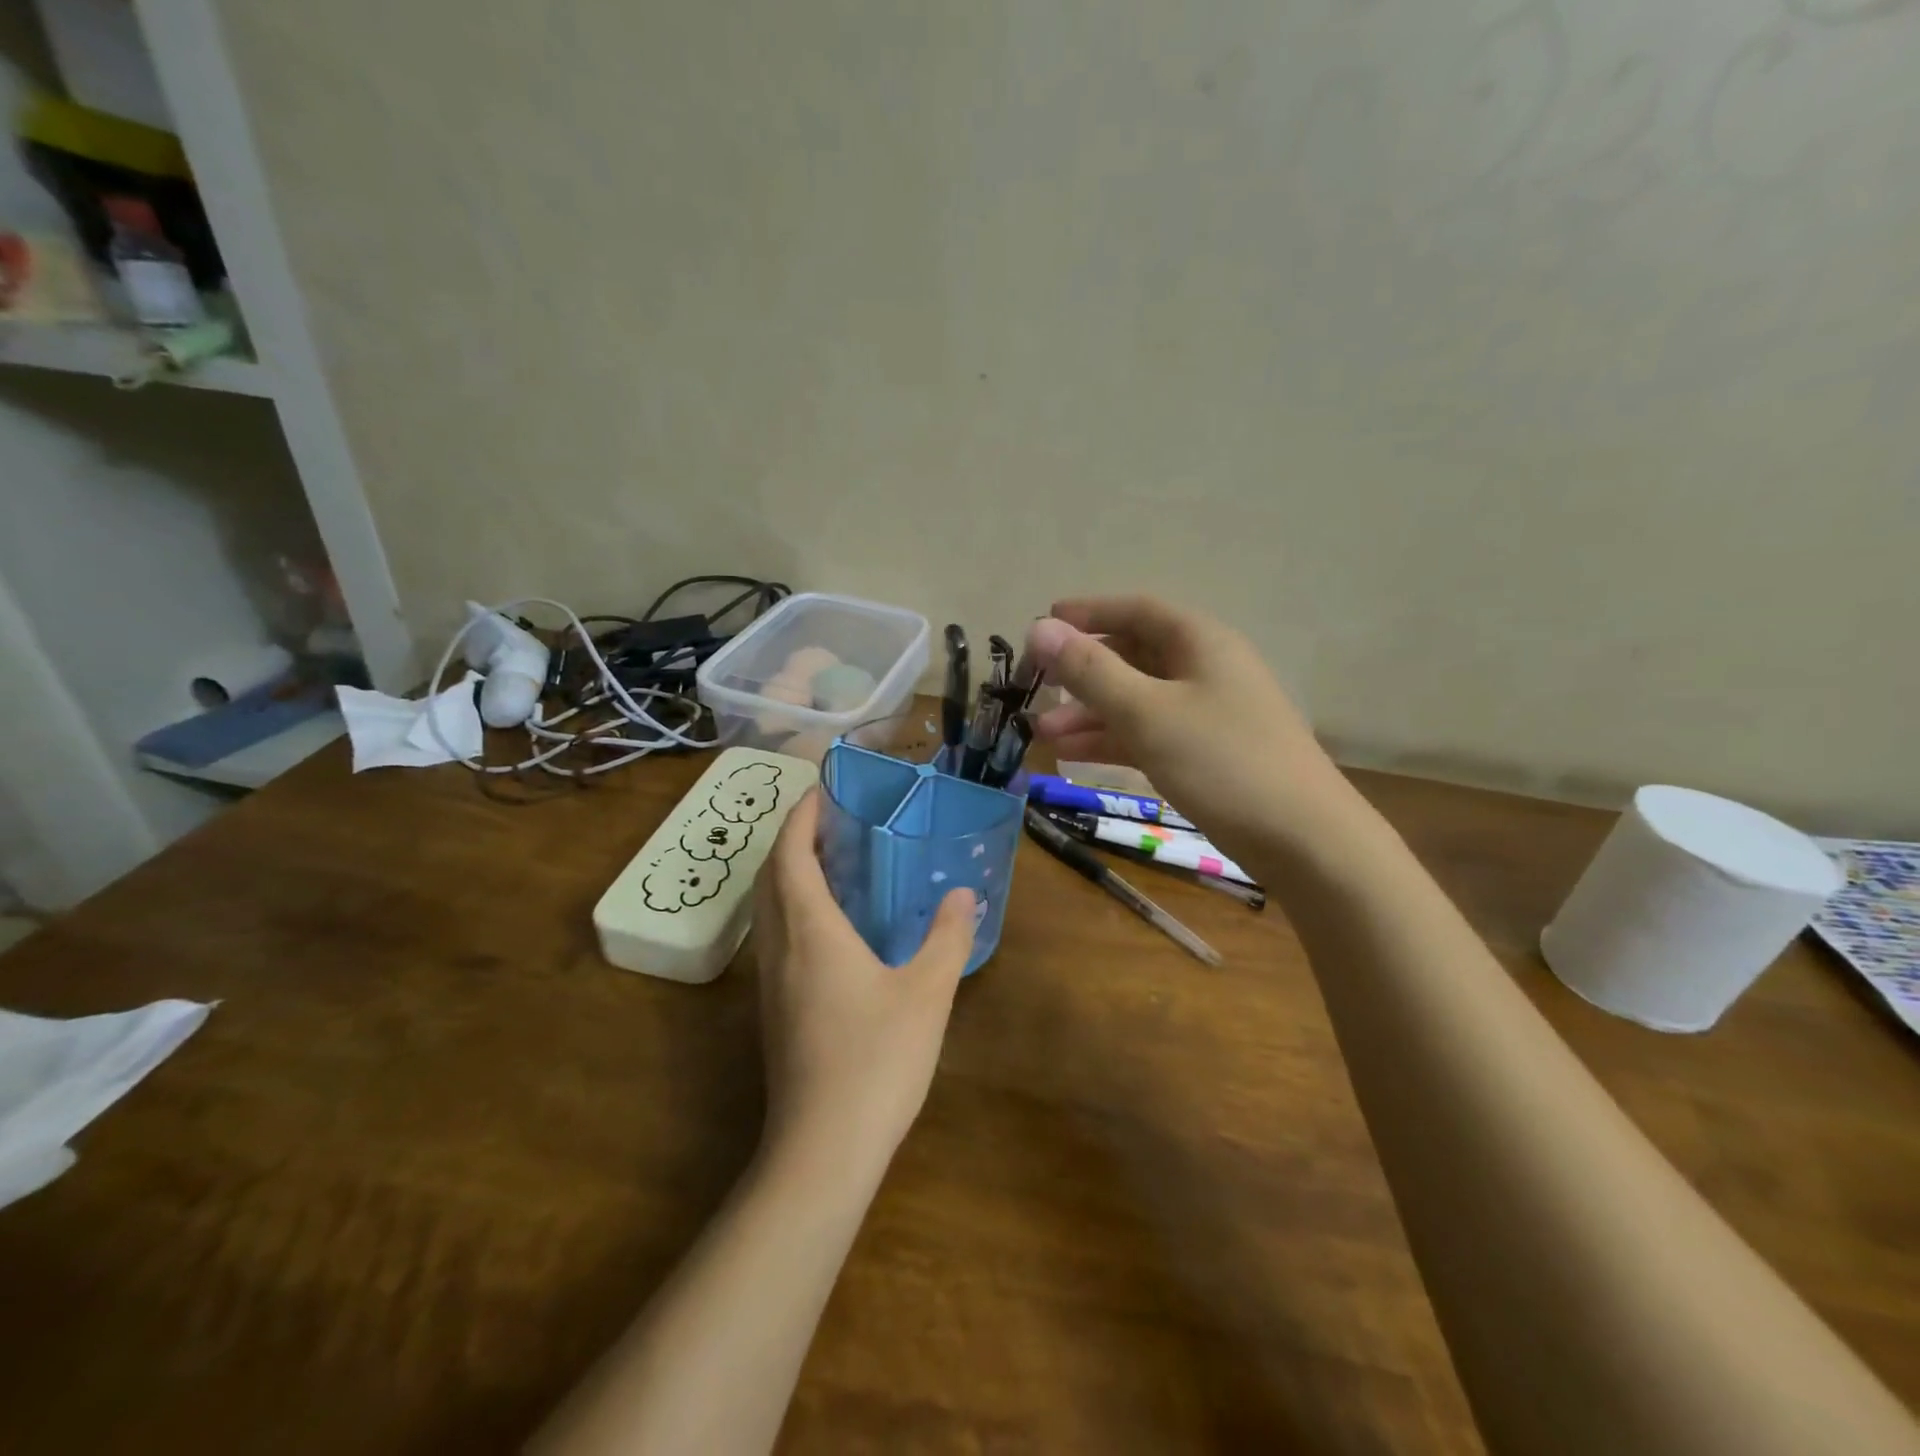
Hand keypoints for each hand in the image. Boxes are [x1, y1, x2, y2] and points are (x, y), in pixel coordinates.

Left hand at [752, 790, 976, 1167]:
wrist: (822, 1149)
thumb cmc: (876, 1060)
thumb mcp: (927, 993)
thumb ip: (947, 937)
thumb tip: (963, 894)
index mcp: (810, 931)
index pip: (790, 855)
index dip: (800, 818)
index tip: (819, 792)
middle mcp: (780, 948)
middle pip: (770, 877)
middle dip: (792, 840)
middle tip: (830, 821)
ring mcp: (770, 983)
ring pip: (767, 910)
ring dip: (789, 875)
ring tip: (831, 862)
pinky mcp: (774, 1011)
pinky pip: (775, 937)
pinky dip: (792, 908)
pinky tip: (829, 925)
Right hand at [1026, 596, 1357, 862]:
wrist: (1304, 840)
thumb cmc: (1223, 762)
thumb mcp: (1148, 713)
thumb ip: (1091, 671)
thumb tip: (1038, 628)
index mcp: (1199, 642)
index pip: (1136, 610)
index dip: (1087, 613)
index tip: (1042, 626)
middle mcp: (1204, 668)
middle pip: (1133, 655)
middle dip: (1081, 671)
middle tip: (1035, 687)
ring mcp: (1207, 713)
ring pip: (1137, 699)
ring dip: (1090, 712)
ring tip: (1042, 733)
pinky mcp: (1206, 753)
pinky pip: (1149, 733)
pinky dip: (1113, 739)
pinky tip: (1075, 755)